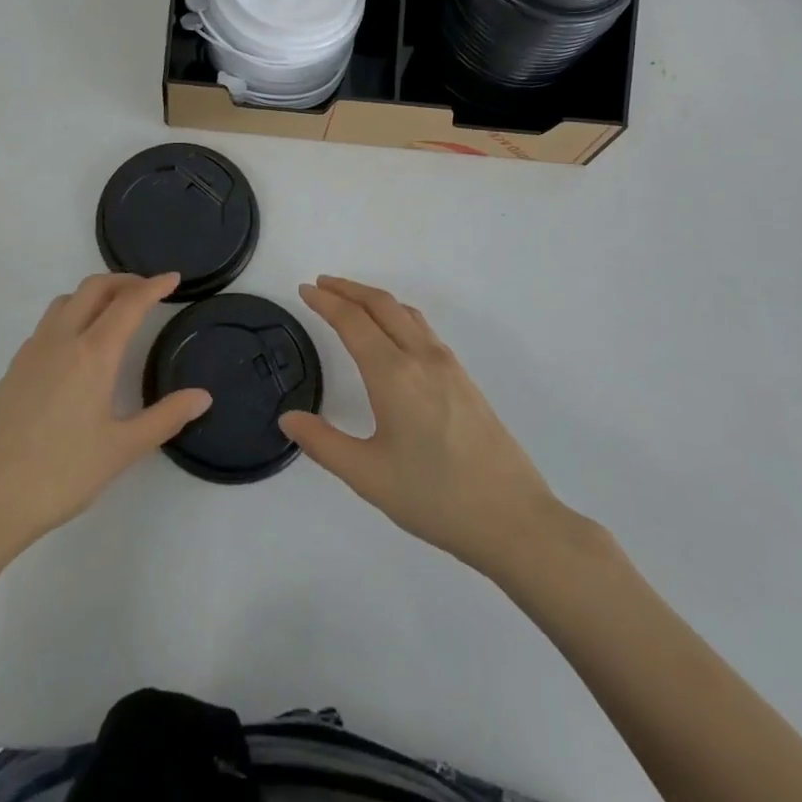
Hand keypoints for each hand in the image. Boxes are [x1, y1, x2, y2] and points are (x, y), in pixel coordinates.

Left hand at [0, 273, 210, 560]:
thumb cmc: (60, 474)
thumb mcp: (121, 450)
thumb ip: (165, 418)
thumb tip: (203, 396)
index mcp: (93, 353)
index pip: (129, 303)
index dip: (154, 286)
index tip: (173, 278)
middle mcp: (61, 340)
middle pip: (94, 288)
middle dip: (124, 281)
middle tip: (148, 291)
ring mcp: (32, 352)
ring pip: (66, 301)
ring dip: (94, 294)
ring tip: (114, 312)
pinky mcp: (13, 369)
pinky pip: (48, 323)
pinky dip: (71, 314)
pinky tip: (77, 347)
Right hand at [279, 276, 590, 578]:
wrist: (513, 518)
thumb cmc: (435, 498)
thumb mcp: (368, 476)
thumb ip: (323, 443)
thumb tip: (288, 419)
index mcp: (394, 375)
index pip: (353, 321)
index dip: (326, 301)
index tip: (304, 289)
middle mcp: (421, 358)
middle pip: (381, 304)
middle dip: (348, 289)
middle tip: (321, 283)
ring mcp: (448, 365)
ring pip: (405, 313)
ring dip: (374, 298)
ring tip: (351, 301)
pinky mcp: (464, 378)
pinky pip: (422, 329)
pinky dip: (397, 315)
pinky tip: (393, 334)